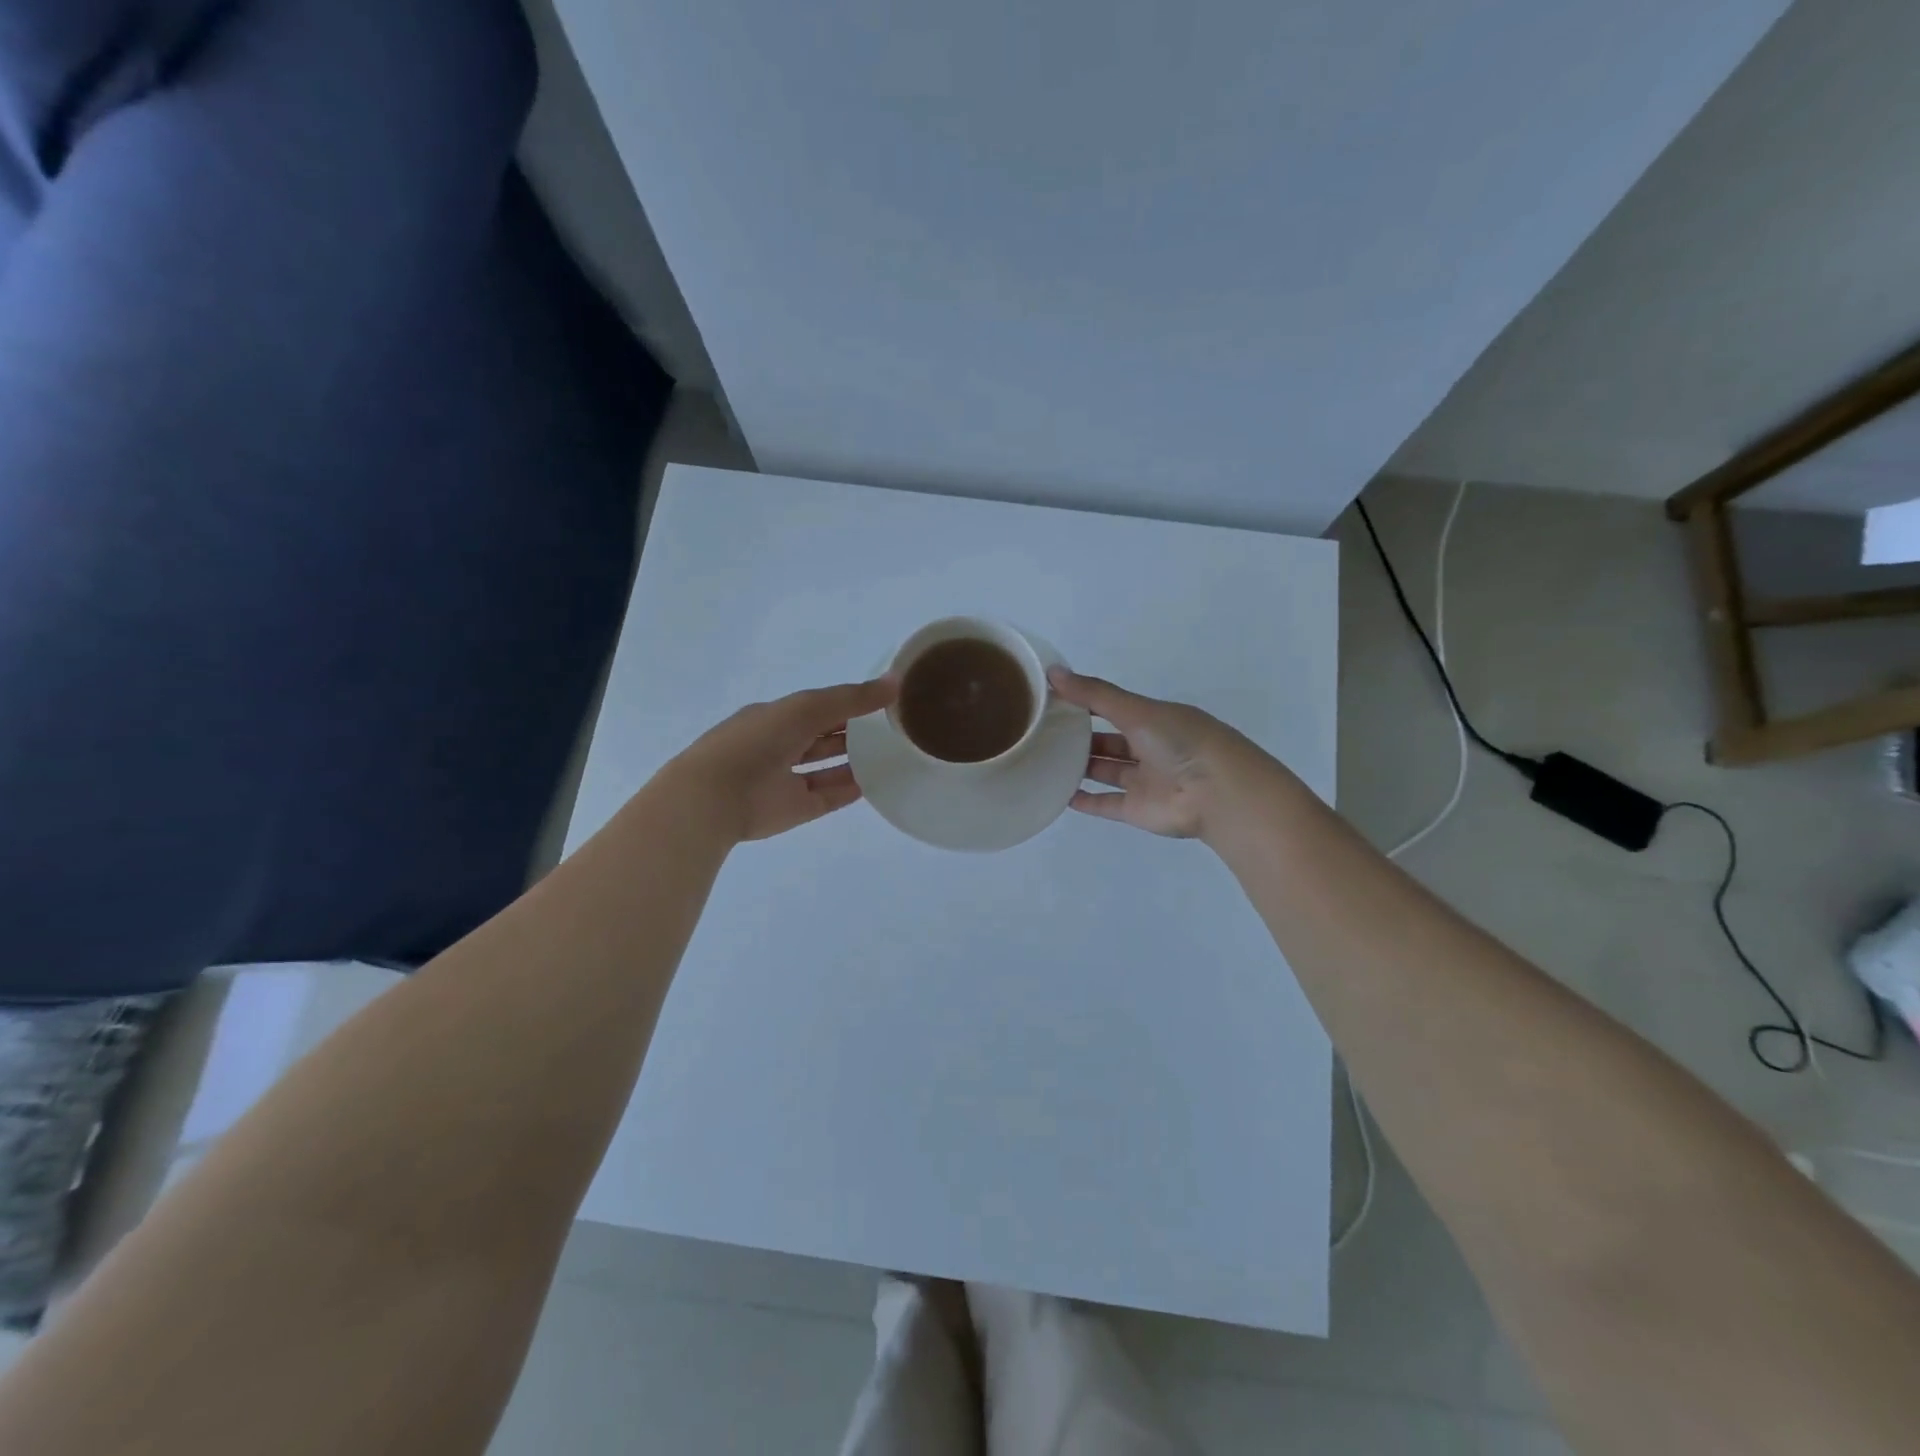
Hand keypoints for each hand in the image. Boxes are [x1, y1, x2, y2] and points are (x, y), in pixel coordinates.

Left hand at [673, 678, 897, 843]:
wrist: (717, 796)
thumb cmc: (759, 740)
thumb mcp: (808, 707)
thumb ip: (852, 697)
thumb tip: (896, 682)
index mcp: (775, 717)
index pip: (817, 707)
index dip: (847, 702)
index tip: (882, 701)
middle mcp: (780, 746)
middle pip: (823, 737)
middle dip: (853, 731)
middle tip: (892, 728)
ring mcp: (787, 780)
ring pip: (826, 768)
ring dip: (853, 761)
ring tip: (890, 755)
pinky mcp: (795, 809)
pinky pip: (828, 797)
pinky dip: (849, 790)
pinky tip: (875, 783)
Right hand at [1049, 666, 1268, 841]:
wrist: (1217, 793)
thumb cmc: (1180, 741)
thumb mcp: (1137, 709)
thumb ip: (1094, 694)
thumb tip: (1052, 672)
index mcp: (1154, 719)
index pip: (1114, 708)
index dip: (1085, 702)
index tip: (1051, 698)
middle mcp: (1149, 749)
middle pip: (1108, 741)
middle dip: (1080, 736)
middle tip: (1042, 730)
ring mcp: (1142, 781)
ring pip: (1106, 771)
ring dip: (1080, 766)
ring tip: (1043, 758)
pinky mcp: (1136, 810)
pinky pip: (1105, 803)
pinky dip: (1084, 800)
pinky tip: (1058, 794)